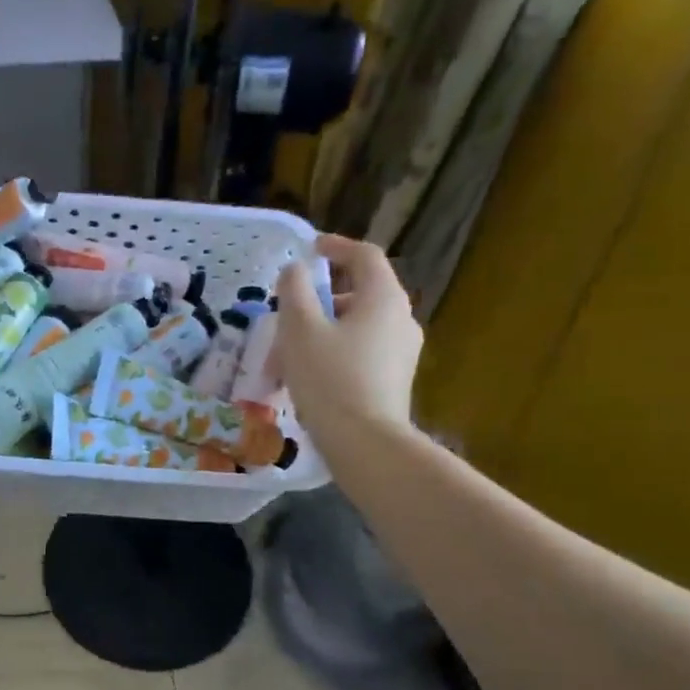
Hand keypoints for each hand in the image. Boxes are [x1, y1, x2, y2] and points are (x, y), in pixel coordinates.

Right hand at [274, 234, 421, 432]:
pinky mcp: (394, 379)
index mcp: (383, 298)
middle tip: (287, 316)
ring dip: (322, 331)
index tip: (310, 250)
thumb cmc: (329, 379)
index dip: (336, 247)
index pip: (364, 256)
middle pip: (359, 294)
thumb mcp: (299, 329)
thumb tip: (296, 271)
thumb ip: (294, 291)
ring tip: (288, 356)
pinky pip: (361, 352)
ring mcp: (402, 351)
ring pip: (357, 327)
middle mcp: (401, 318)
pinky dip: (334, 353)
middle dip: (319, 300)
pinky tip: (307, 379)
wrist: (365, 443)